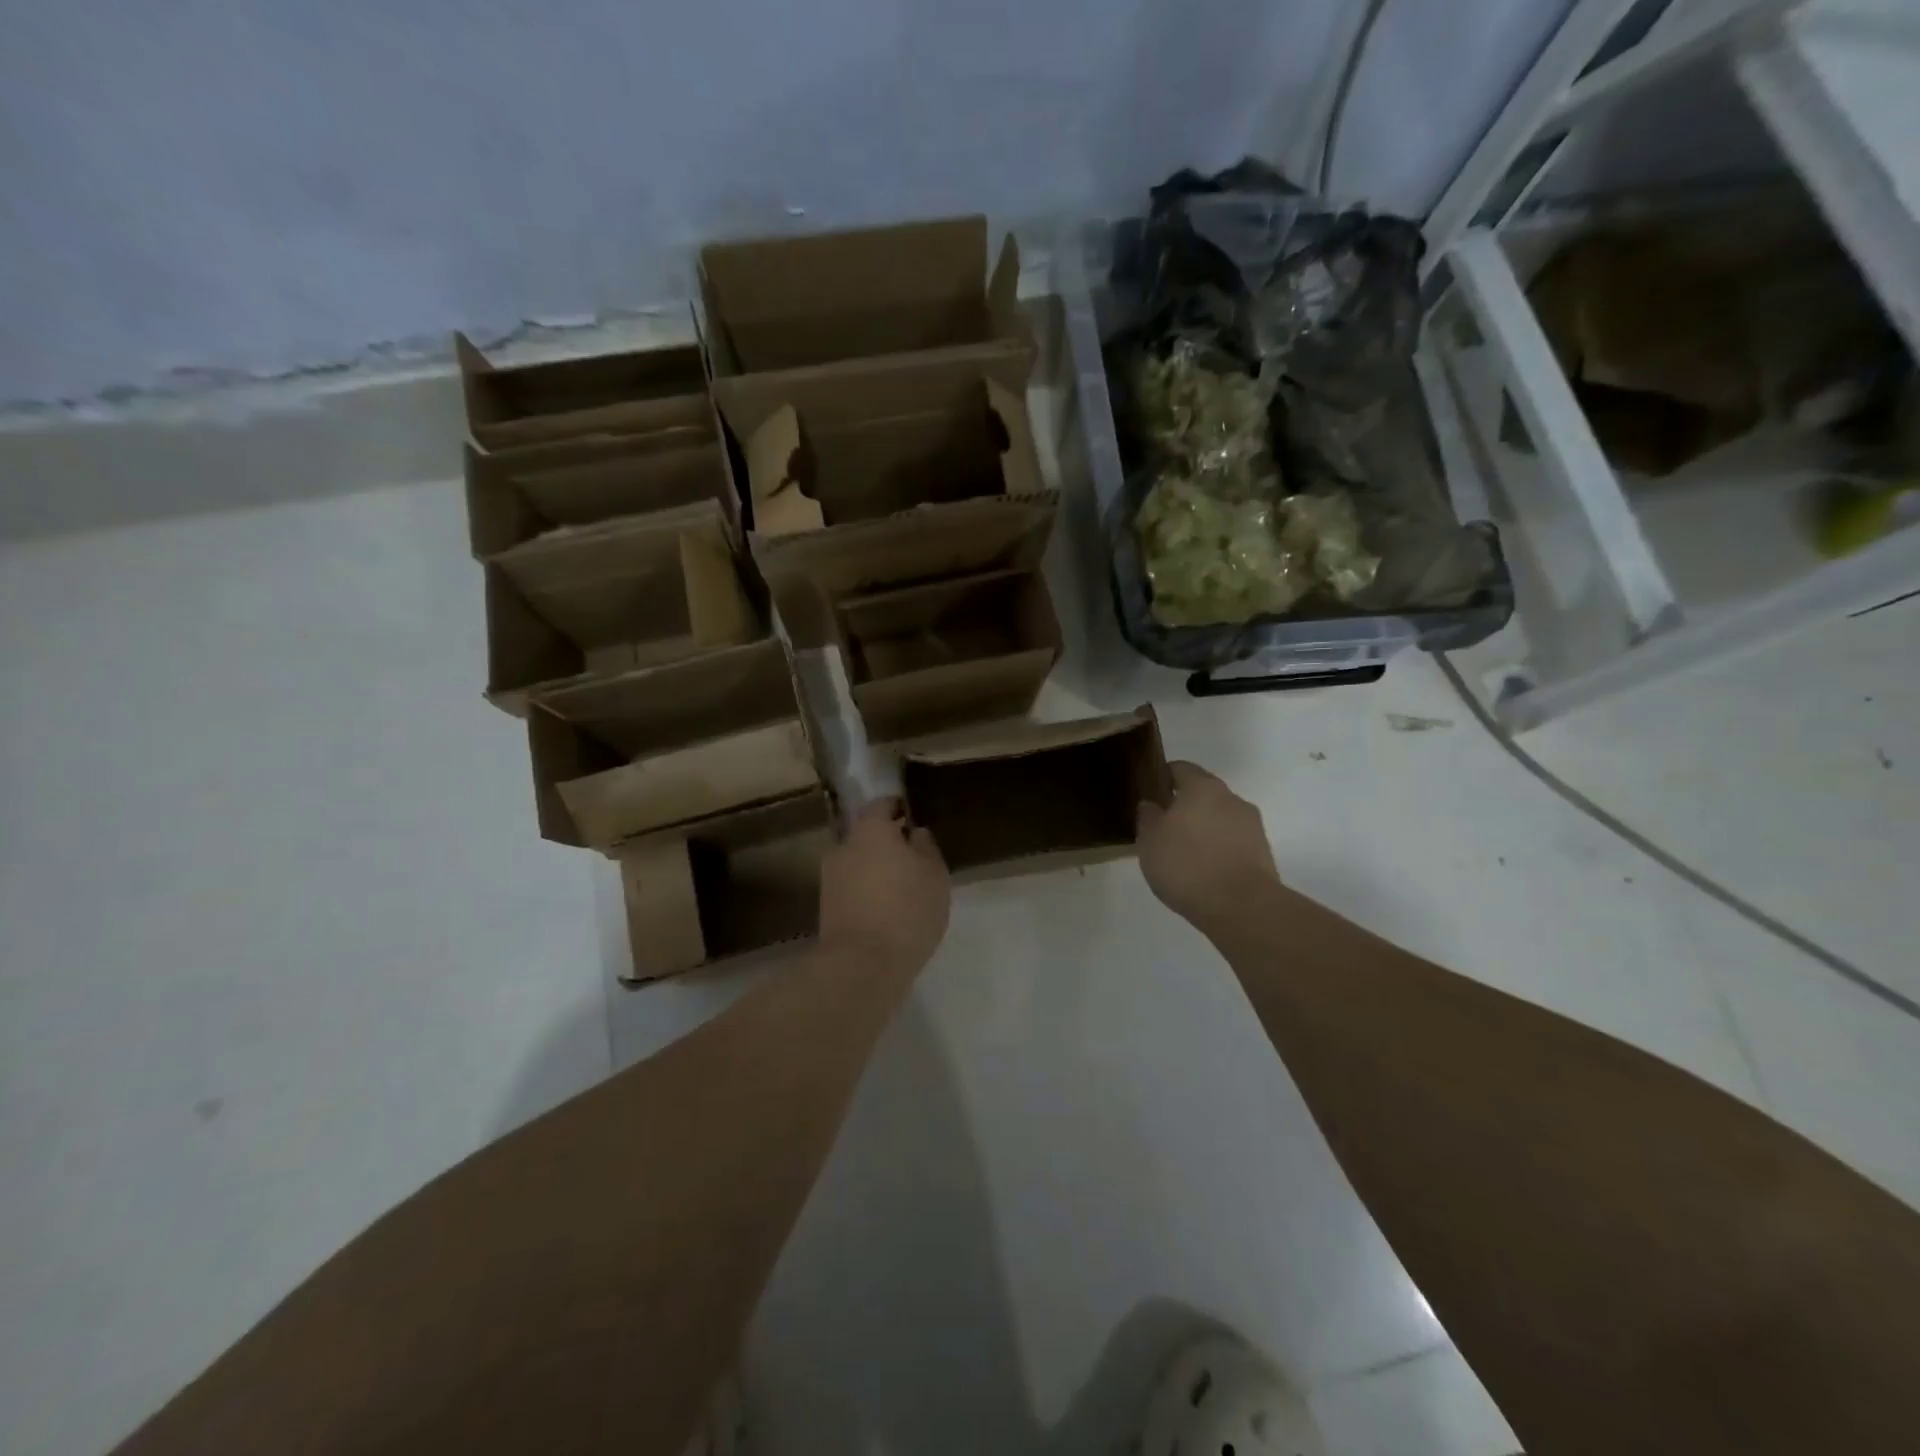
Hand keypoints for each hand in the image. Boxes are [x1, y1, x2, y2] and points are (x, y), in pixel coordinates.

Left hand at [819, 799, 951, 976]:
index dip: (897, 808)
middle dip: (886, 844)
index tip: (912, 817)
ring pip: (858, 864)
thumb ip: (925, 847)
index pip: (881, 805)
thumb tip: (914, 833)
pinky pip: (852, 889)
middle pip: (866, 836)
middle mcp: (843, 847)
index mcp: (870, 830)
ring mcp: (830, 879)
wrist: (862, 965)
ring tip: (902, 890)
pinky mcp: (826, 908)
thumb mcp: (934, 875)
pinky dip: (867, 893)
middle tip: (912, 859)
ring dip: (876, 871)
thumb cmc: (907, 909)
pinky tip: (886, 911)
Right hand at [1137, 761, 1280, 935]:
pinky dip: (1218, 849)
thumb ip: (1148, 817)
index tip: (1150, 796)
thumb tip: (1152, 805)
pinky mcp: (1262, 853)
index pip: (1180, 768)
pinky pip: (1232, 842)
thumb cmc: (1187, 865)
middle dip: (1184, 807)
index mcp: (1203, 787)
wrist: (1242, 907)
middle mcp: (1231, 798)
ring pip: (1220, 819)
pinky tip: (1203, 872)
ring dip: (1203, 830)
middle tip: (1163, 829)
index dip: (1162, 778)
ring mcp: (1252, 826)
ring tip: (1183, 855)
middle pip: (1203, 794)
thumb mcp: (1150, 840)